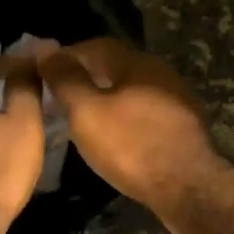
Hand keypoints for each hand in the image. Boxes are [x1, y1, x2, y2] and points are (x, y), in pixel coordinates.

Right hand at [37, 39, 222, 226]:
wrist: (188, 188)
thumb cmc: (131, 146)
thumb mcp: (87, 111)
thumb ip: (66, 79)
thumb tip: (45, 48)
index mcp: (138, 63)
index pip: (97, 46)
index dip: (68, 55)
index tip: (45, 72)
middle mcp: (161, 74)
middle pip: (117, 67)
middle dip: (88, 77)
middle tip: (59, 97)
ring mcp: (177, 102)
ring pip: (133, 92)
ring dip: (107, 99)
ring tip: (82, 119)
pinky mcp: (183, 129)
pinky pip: (146, 115)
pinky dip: (125, 119)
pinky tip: (114, 138)